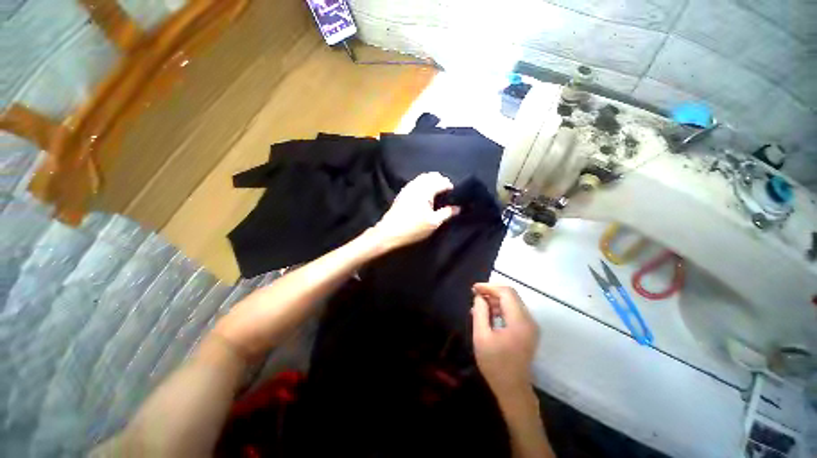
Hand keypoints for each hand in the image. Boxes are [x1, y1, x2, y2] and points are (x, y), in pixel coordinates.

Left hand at [369, 172, 459, 250]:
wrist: (390, 232)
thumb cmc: (413, 228)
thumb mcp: (434, 222)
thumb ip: (447, 213)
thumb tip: (458, 208)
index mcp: (425, 190)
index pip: (442, 182)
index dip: (450, 187)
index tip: (455, 195)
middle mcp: (416, 185)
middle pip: (432, 175)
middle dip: (441, 181)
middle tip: (447, 193)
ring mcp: (408, 187)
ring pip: (423, 177)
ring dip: (432, 181)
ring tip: (437, 193)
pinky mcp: (402, 192)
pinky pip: (416, 182)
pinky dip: (423, 184)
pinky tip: (425, 195)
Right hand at [471, 283, 539, 398]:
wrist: (512, 389)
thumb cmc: (494, 364)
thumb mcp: (481, 336)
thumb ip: (480, 312)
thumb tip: (479, 296)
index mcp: (519, 321)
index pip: (506, 293)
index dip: (489, 287)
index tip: (474, 289)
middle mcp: (529, 320)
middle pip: (511, 295)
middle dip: (492, 292)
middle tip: (475, 295)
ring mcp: (530, 325)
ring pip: (512, 302)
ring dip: (495, 300)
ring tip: (478, 305)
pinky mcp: (528, 330)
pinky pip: (514, 311)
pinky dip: (500, 308)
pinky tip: (487, 314)